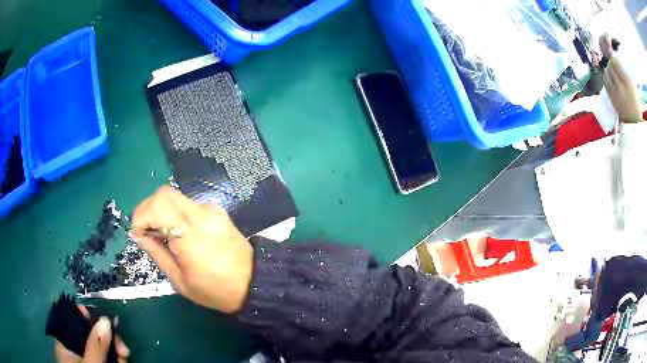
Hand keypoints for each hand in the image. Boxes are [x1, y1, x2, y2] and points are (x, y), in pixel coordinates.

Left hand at [54, 305, 129, 362]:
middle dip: (108, 339)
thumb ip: (95, 345)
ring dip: (114, 350)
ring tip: (125, 358)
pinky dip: (113, 358)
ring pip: (99, 346)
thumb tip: (106, 320)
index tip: (105, 323)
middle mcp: (71, 346)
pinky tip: (122, 362)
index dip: (88, 317)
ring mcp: (83, 357)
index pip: (72, 319)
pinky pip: (103, 356)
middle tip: (124, 350)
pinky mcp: (93, 362)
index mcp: (63, 341)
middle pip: (89, 334)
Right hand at [130, 186, 253, 312]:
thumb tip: (138, 235)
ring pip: (175, 197)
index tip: (139, 234)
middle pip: (165, 194)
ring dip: (161, 211)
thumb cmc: (216, 290)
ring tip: (162, 235)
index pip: (159, 205)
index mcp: (191, 235)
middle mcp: (202, 214)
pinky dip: (175, 213)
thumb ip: (157, 253)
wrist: (254, 283)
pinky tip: (177, 233)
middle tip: (147, 232)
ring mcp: (212, 210)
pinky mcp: (217, 211)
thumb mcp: (180, 281)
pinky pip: (188, 204)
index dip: (141, 215)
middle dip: (148, 210)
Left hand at [603, 54, 642, 123]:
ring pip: (606, 74)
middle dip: (610, 64)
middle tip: (613, 66)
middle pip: (610, 67)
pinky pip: (605, 83)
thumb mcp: (632, 85)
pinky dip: (606, 79)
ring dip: (608, 71)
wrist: (635, 122)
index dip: (612, 57)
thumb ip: (624, 71)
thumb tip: (614, 56)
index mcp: (627, 82)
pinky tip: (610, 80)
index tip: (613, 57)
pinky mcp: (612, 100)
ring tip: (611, 73)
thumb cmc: (636, 102)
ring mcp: (616, 94)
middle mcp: (621, 87)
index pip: (615, 62)